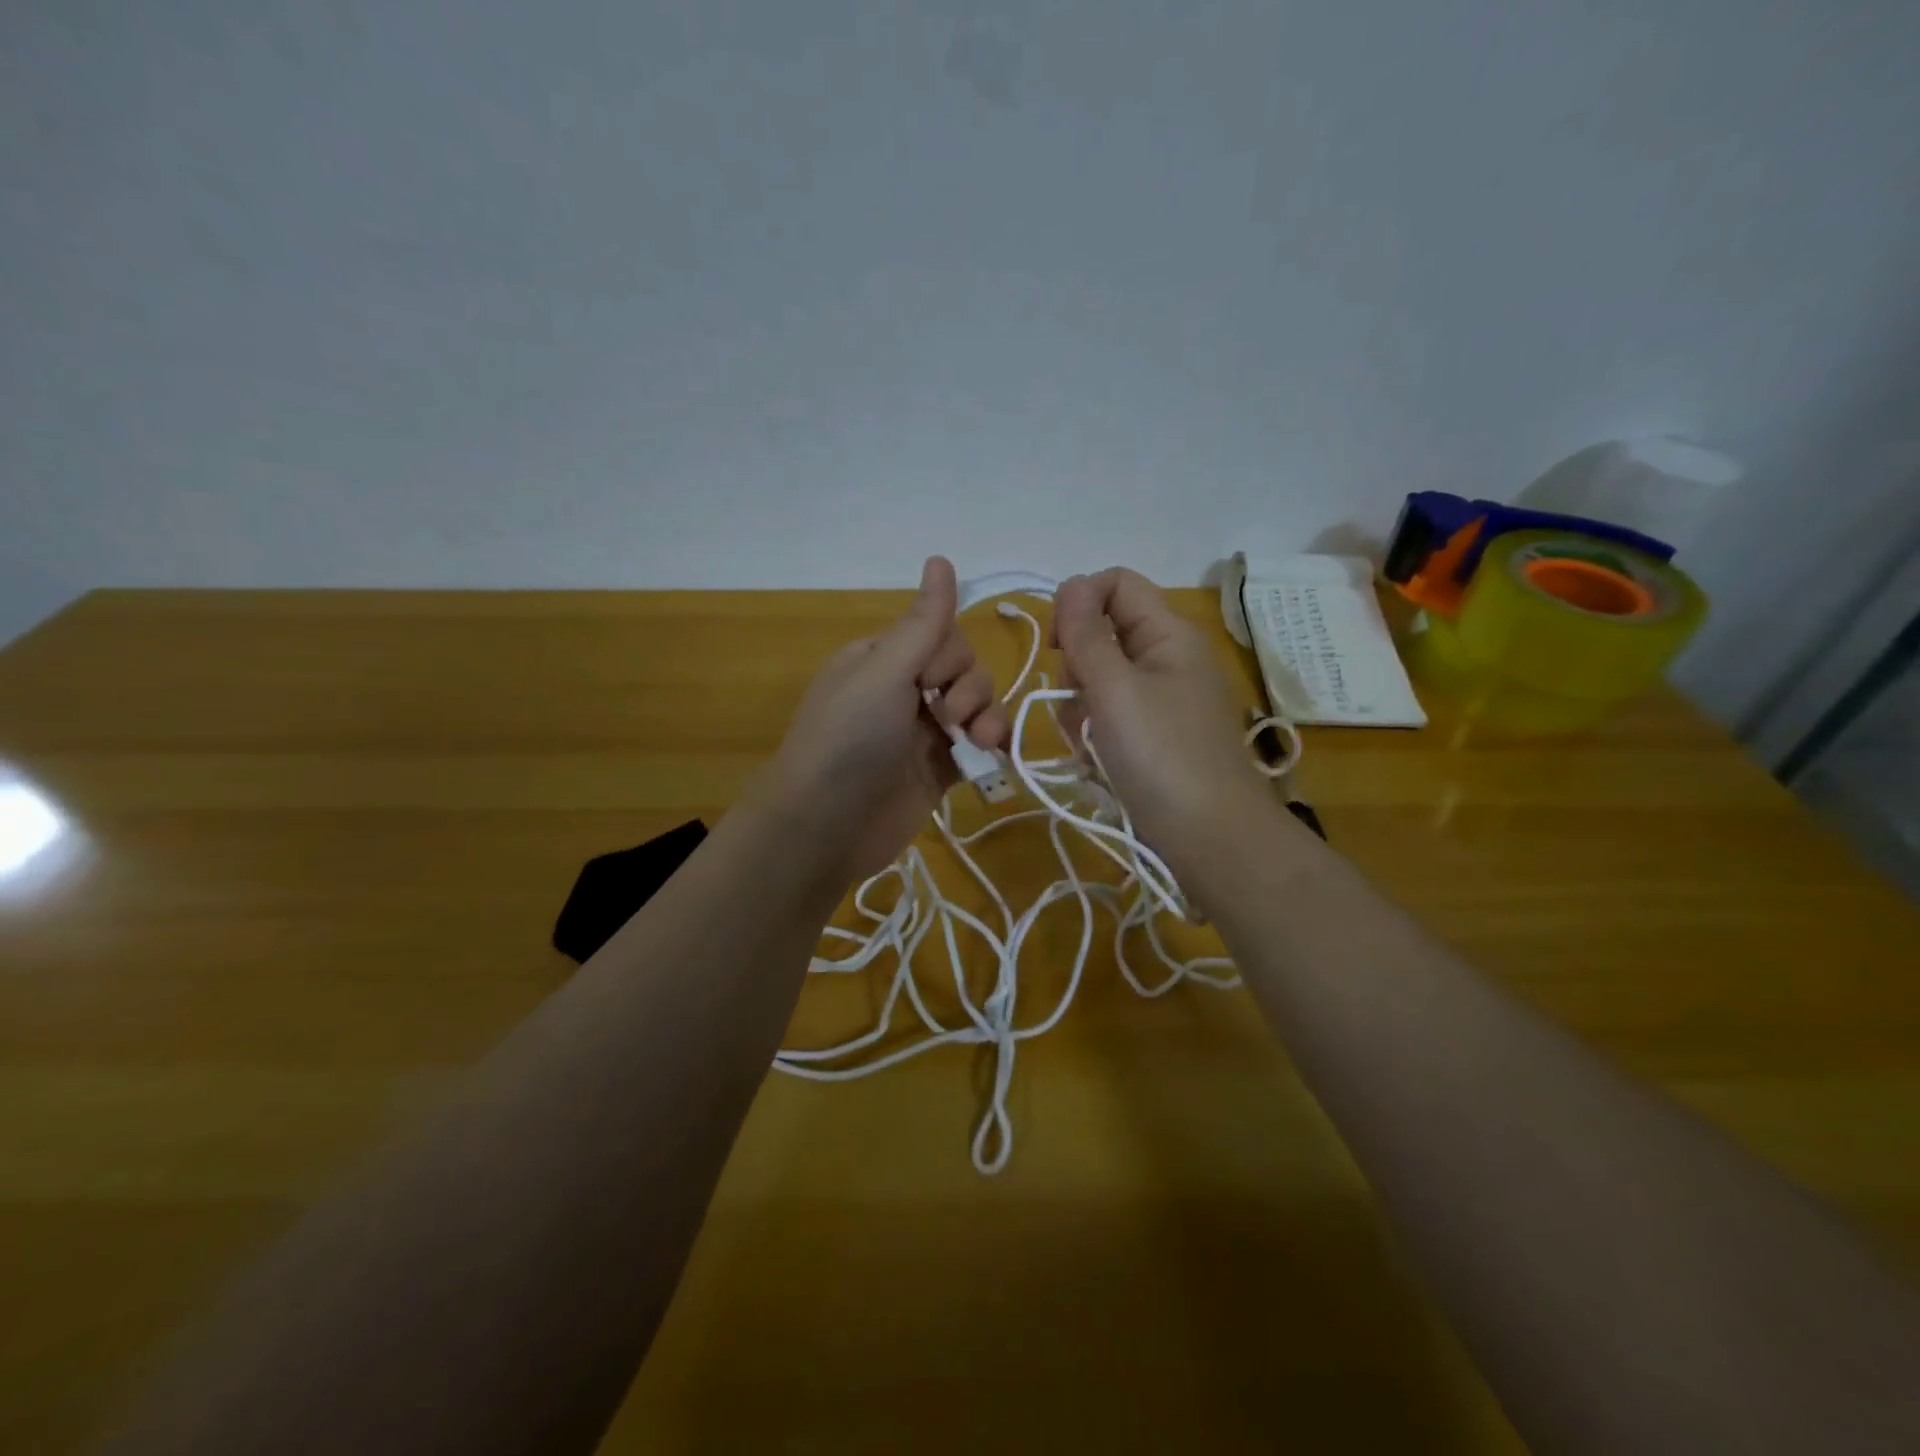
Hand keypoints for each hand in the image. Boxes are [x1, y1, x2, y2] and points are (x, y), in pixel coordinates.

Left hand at [759, 556, 1008, 881]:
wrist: (826, 826)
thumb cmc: (850, 738)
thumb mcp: (885, 671)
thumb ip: (923, 622)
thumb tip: (941, 557)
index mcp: (883, 658)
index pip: (941, 634)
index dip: (950, 655)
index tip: (931, 680)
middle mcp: (903, 690)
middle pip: (964, 668)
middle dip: (969, 688)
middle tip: (948, 717)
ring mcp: (922, 732)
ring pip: (977, 706)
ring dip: (987, 718)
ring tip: (978, 742)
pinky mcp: (939, 771)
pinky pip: (979, 746)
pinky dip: (991, 747)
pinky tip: (995, 756)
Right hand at [1051, 567, 1270, 878]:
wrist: (1211, 837)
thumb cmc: (1161, 755)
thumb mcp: (1114, 689)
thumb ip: (1086, 634)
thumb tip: (1070, 584)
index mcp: (1168, 634)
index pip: (1116, 583)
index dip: (1078, 601)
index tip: (1057, 645)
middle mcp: (1168, 658)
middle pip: (1104, 633)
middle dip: (1077, 666)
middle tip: (1078, 703)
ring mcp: (1164, 700)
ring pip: (1101, 680)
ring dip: (1080, 707)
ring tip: (1088, 743)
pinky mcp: (1157, 736)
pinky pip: (1112, 716)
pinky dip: (1096, 734)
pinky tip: (1097, 761)